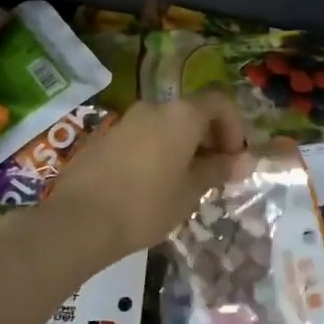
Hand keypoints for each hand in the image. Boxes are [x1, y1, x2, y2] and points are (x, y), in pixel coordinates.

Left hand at [43, 93, 247, 267]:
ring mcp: (126, 121)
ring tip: (183, 183)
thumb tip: (244, 161)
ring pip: (166, 125)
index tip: (233, 159)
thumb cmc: (145, 205)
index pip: (220, 102)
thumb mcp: (190, 192)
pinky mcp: (104, 137)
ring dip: (182, 146)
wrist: (79, 221)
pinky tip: (151, 185)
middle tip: (213, 174)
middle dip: (209, 138)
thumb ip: (217, 170)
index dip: (234, 127)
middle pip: (192, 112)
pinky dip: (156, 151)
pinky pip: (142, 137)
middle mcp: (154, 108)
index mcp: (181, 115)